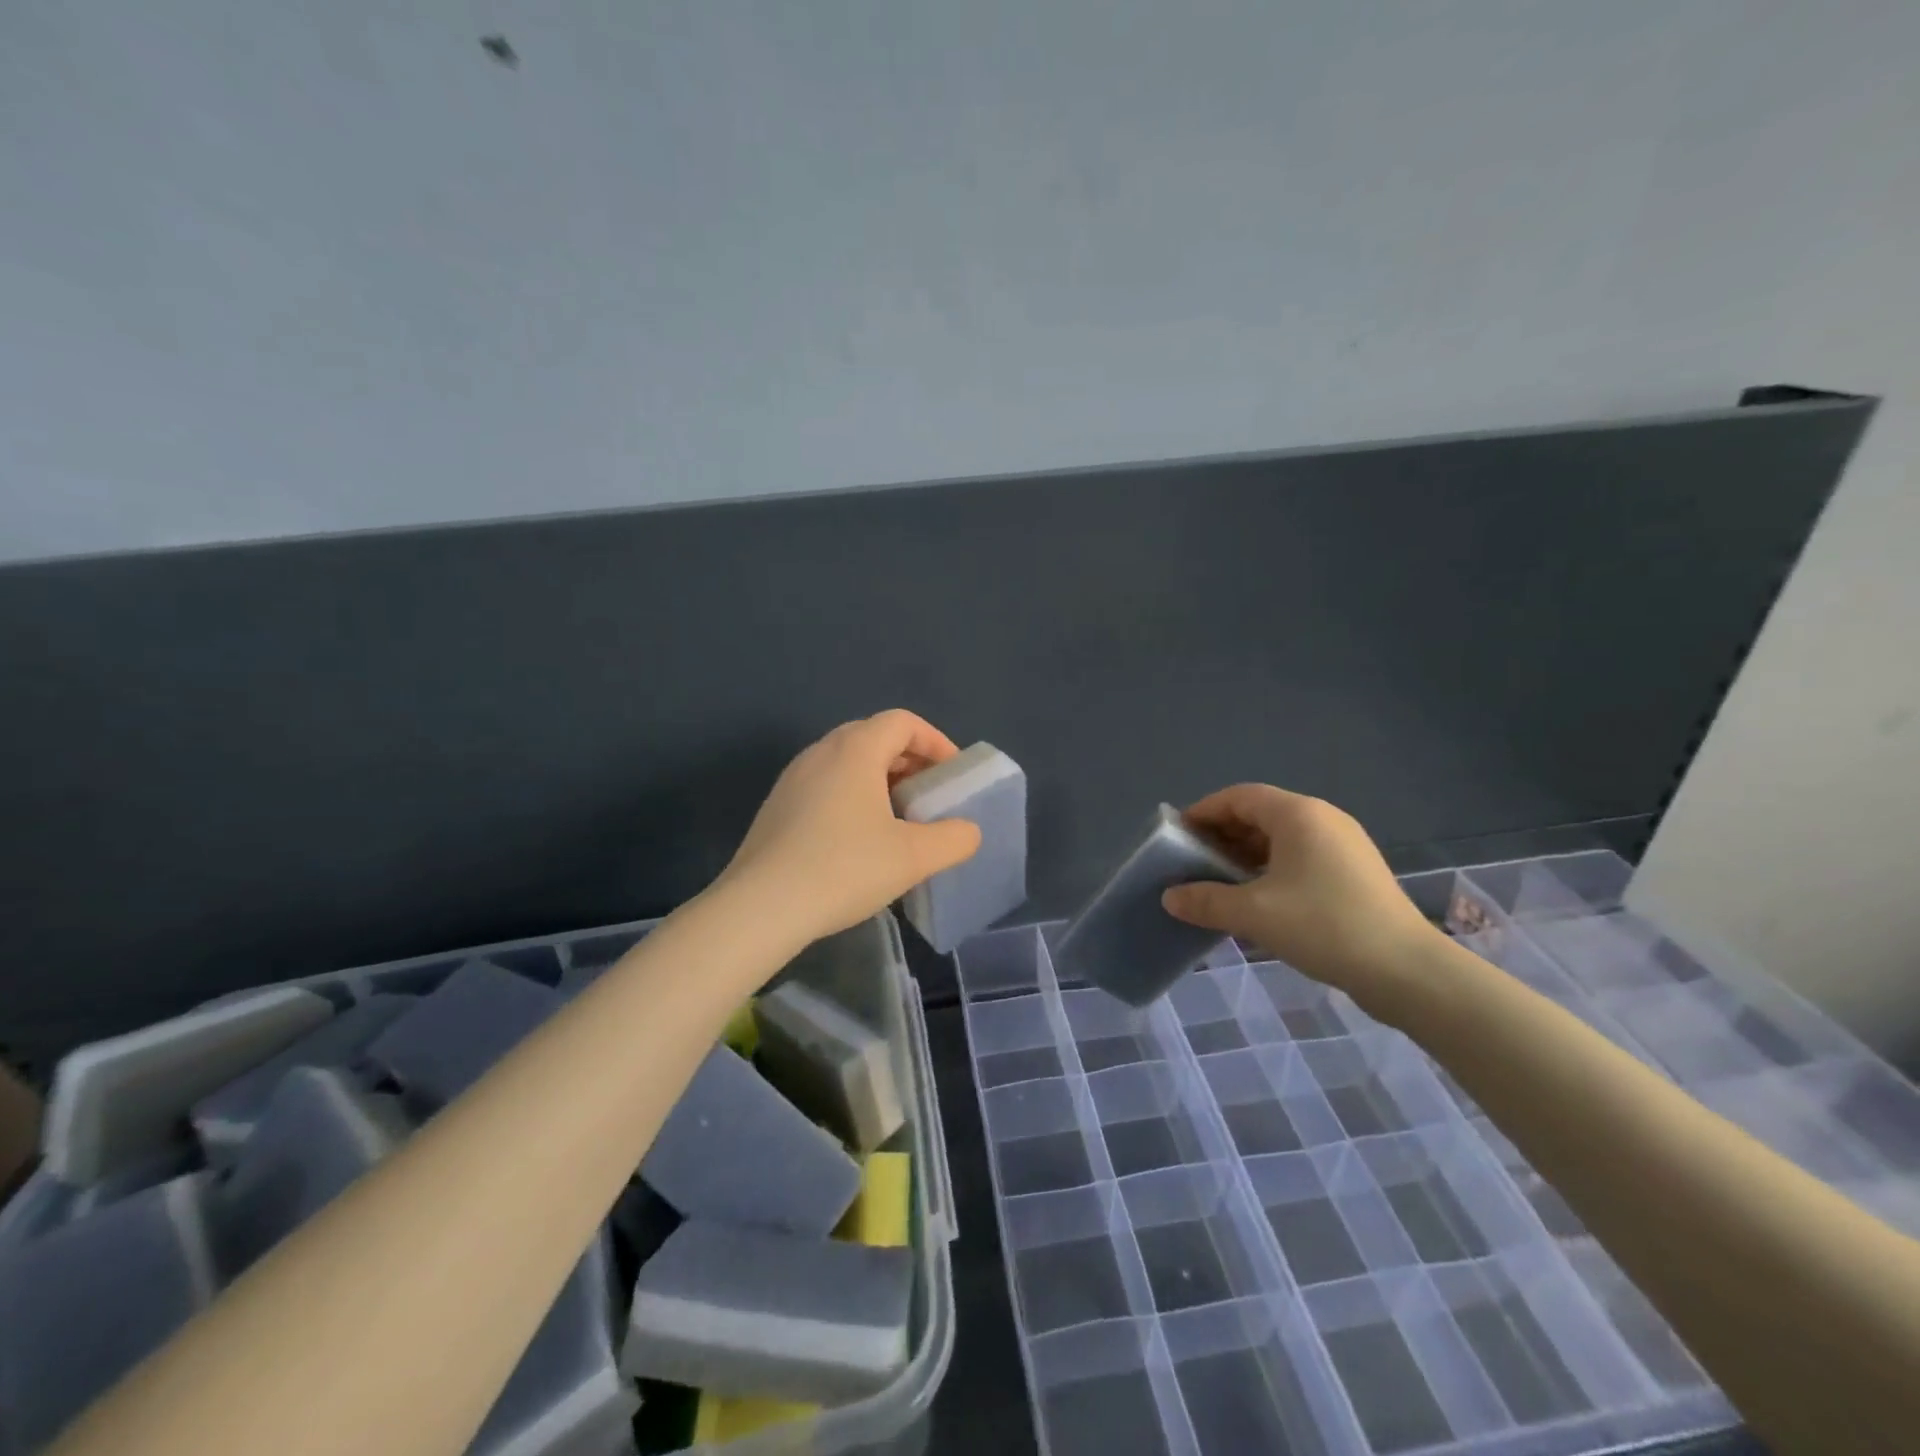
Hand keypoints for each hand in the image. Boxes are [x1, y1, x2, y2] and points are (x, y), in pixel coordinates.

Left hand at [721, 710, 983, 947]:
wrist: (760, 908)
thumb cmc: (844, 869)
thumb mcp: (913, 857)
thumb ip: (953, 838)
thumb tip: (968, 831)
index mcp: (854, 750)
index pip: (902, 722)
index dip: (935, 741)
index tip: (952, 776)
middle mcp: (820, 752)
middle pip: (873, 736)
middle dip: (909, 760)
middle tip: (928, 795)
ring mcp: (792, 778)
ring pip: (846, 762)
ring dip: (879, 779)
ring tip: (897, 819)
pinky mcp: (776, 807)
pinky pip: (824, 785)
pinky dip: (852, 796)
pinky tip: (857, 840)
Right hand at [1161, 784, 1440, 1004]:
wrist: (1406, 970)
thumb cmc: (1324, 926)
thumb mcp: (1254, 914)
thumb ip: (1206, 901)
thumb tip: (1170, 897)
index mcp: (1298, 814)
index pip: (1239, 796)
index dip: (1204, 811)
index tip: (1178, 835)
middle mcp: (1323, 819)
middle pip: (1260, 814)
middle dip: (1223, 835)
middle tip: (1194, 862)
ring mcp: (1344, 845)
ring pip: (1281, 838)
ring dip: (1246, 855)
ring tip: (1221, 883)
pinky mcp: (1355, 872)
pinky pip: (1301, 857)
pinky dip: (1272, 869)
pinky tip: (1259, 900)